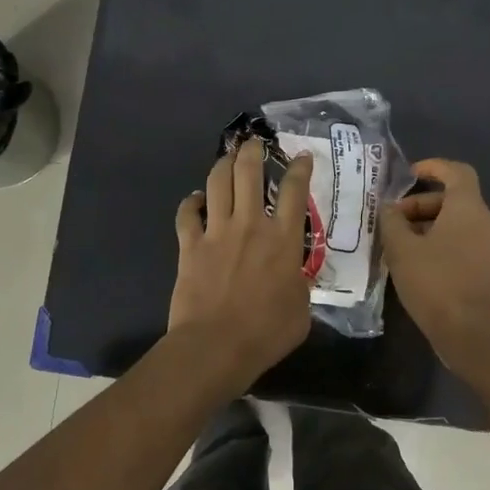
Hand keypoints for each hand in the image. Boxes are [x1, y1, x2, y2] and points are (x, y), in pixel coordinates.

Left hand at [169, 139, 315, 390]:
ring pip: (218, 182)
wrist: (215, 346)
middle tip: (255, 143)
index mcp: (283, 240)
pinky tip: (196, 200)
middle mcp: (250, 225)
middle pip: (249, 172)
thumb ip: (300, 284)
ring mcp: (217, 232)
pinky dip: (191, 202)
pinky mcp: (190, 245)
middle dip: (252, 151)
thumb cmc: (266, 333)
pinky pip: (187, 213)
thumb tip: (294, 277)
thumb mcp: (302, 310)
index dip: (299, 168)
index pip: (295, 190)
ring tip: (228, 158)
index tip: (302, 156)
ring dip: (223, 165)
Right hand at [381, 159, 489, 375]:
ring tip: (396, 242)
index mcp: (468, 208)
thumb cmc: (434, 281)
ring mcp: (488, 245)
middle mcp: (484, 221)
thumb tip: (389, 209)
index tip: (408, 175)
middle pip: (452, 198)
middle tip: (392, 220)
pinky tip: (413, 260)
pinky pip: (460, 240)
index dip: (433, 167)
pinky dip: (437, 240)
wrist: (467, 331)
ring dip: (426, 224)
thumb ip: (392, 221)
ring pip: (455, 221)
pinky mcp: (485, 266)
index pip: (456, 171)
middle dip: (419, 204)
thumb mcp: (401, 248)